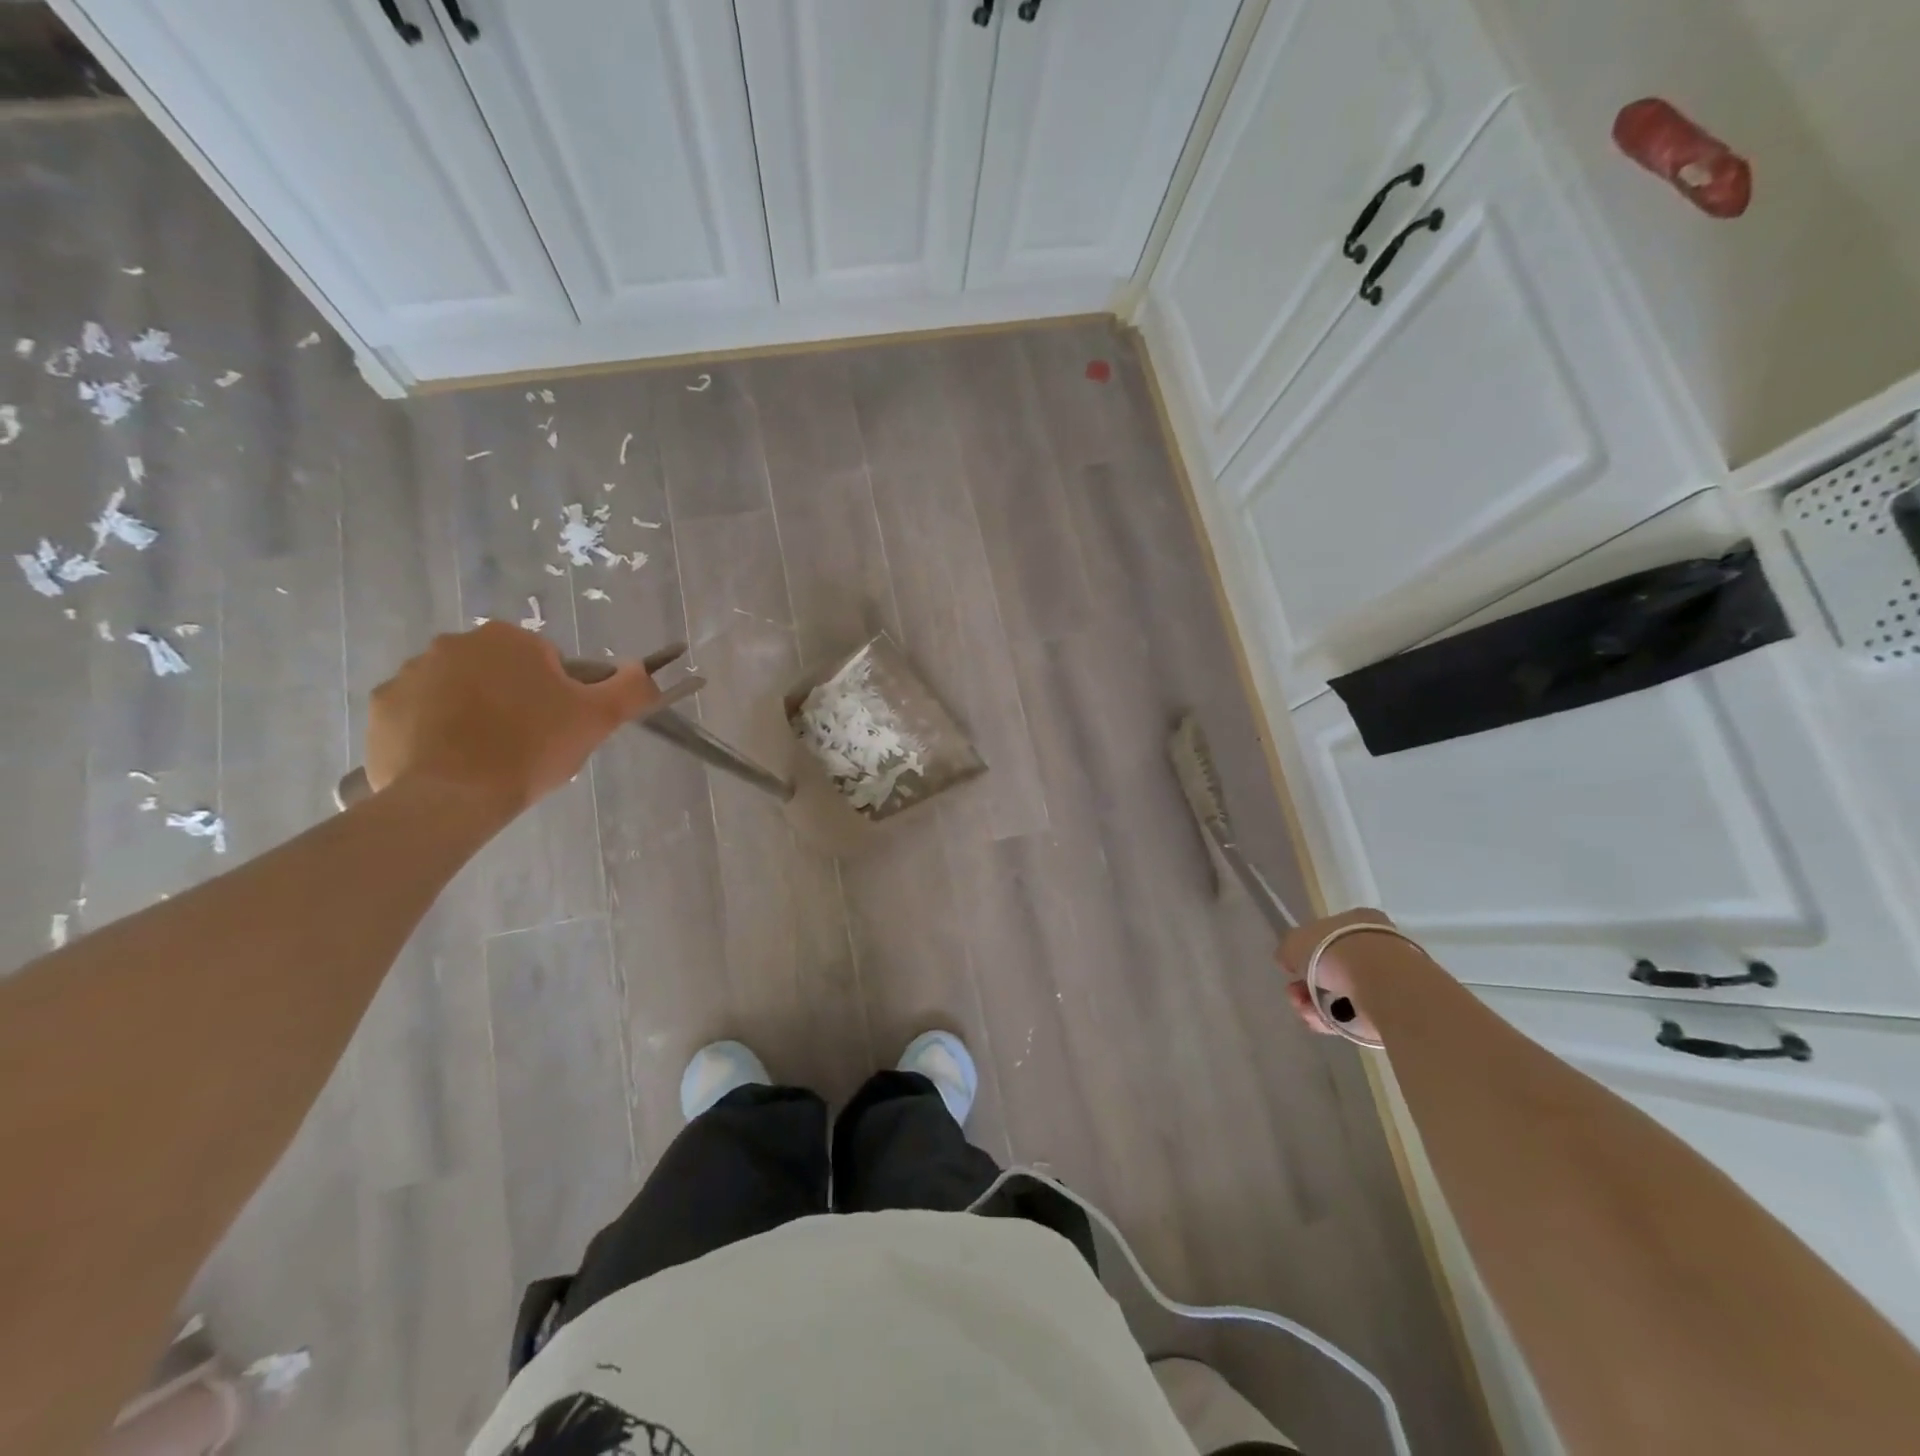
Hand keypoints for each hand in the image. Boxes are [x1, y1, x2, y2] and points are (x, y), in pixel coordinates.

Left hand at [365, 622, 660, 814]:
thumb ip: (630, 688)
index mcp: (507, 639)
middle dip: (514, 700)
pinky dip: (435, 733)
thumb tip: (643, 670)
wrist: (453, 797)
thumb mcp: (598, 718)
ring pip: (459, 692)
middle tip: (528, 744)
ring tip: (489, 757)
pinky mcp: (382, 709)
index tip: (558, 726)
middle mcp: (453, 644)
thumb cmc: (531, 748)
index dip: (558, 695)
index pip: (546, 662)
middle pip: (500, 673)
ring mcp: (410, 674)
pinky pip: (419, 715)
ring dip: (474, 714)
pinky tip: (453, 763)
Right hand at [1278, 907, 1396, 1040]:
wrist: (1383, 985)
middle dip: (1307, 984)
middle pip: (1331, 969)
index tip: (1291, 968)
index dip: (1304, 953)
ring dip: (1315, 1004)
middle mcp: (1375, 946)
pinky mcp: (1393, 1009)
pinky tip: (1321, 1022)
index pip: (1326, 935)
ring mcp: (1386, 979)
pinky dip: (1334, 1020)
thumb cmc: (1336, 950)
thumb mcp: (1296, 941)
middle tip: (1294, 993)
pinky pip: (1355, 1015)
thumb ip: (1288, 949)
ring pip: (1340, 993)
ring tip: (1305, 1011)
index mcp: (1357, 921)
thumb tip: (1288, 960)